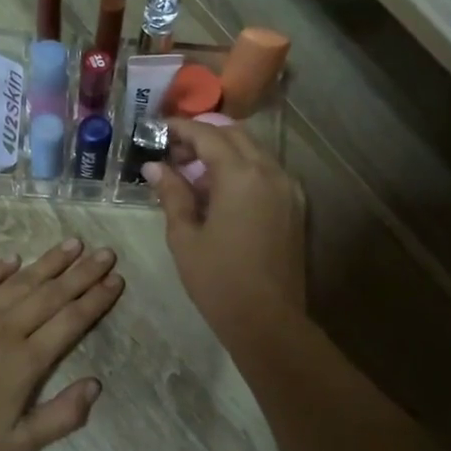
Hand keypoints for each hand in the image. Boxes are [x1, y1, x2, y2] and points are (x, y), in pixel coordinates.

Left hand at [0, 239, 122, 450]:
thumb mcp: (19, 443)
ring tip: (73, 243)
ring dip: (50, 262)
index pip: (71, 320)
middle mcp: (6, 329)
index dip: (96, 299)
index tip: (116, 280)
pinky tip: (15, 257)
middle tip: (106, 252)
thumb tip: (95, 384)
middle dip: (83, 272)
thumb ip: (62, 417)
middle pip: (52, 294)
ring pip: (21, 281)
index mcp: (27, 361)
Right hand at [144, 119, 304, 336]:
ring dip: (224, 152)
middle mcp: (270, 172)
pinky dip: (242, 170)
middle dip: (204, 136)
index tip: (157, 130)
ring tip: (193, 173)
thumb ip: (172, 195)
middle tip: (173, 151)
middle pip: (236, 136)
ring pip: (254, 152)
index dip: (181, 128)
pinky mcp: (295, 207)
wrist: (268, 321)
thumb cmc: (218, 280)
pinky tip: (219, 192)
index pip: (208, 135)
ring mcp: (288, 189)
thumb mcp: (185, 237)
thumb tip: (154, 167)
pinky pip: (266, 173)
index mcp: (241, 175)